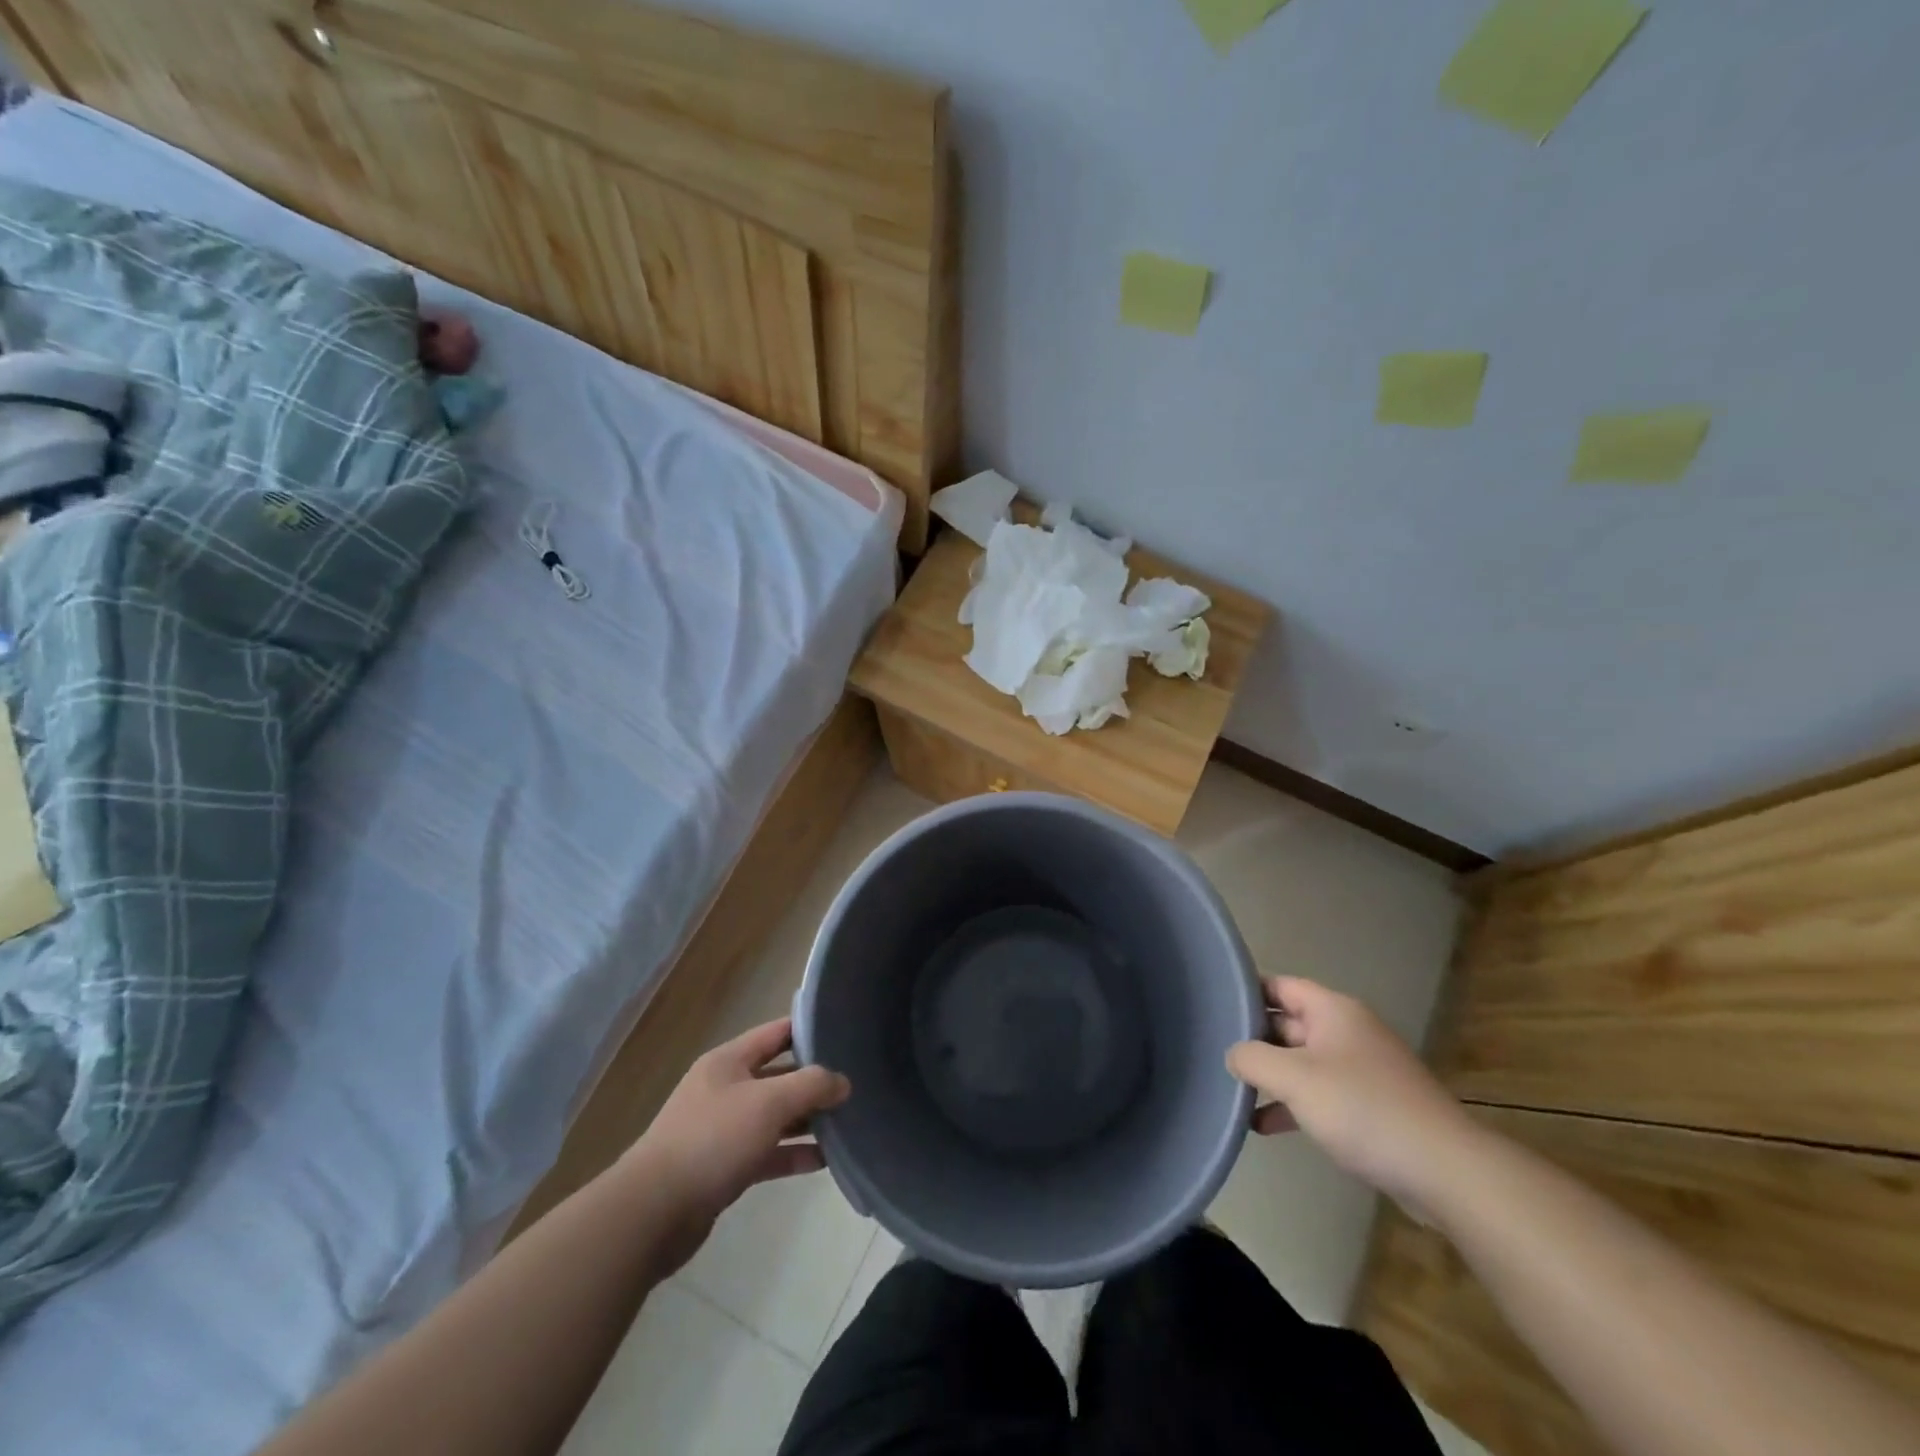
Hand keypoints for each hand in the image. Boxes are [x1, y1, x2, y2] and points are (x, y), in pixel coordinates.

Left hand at [621, 1018, 850, 1276]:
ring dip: (807, 1120)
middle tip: (855, 1084)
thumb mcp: (769, 1103)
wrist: (653, 1213)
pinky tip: (824, 1160)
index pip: (776, 1033)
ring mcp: (723, 1129)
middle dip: (814, 1081)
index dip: (809, 1029)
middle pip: (778, 1075)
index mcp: (729, 1061)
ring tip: (848, 1122)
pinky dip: (793, 1154)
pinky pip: (767, 1152)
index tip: (845, 1032)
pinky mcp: (724, 1168)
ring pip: (775, 1116)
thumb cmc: (713, 1140)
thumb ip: (811, 1086)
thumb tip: (843, 1082)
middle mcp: (725, 1089)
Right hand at [1225, 977, 1477, 1214]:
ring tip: (1232, 1091)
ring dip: (1271, 1076)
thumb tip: (1233, 1054)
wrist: (1445, 1171)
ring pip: (1301, 1062)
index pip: (1280, 985)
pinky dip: (1292, 1105)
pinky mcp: (1370, 1107)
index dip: (1245, 991)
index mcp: (1333, 1011)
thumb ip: (1253, 1058)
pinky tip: (1264, 1125)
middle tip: (1213, 1052)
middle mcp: (1347, 1032)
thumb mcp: (1295, 1078)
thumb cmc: (1363, 1109)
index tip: (1212, 1005)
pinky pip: (1320, 1094)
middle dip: (1253, 1038)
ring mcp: (1361, 1070)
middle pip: (1288, 1023)